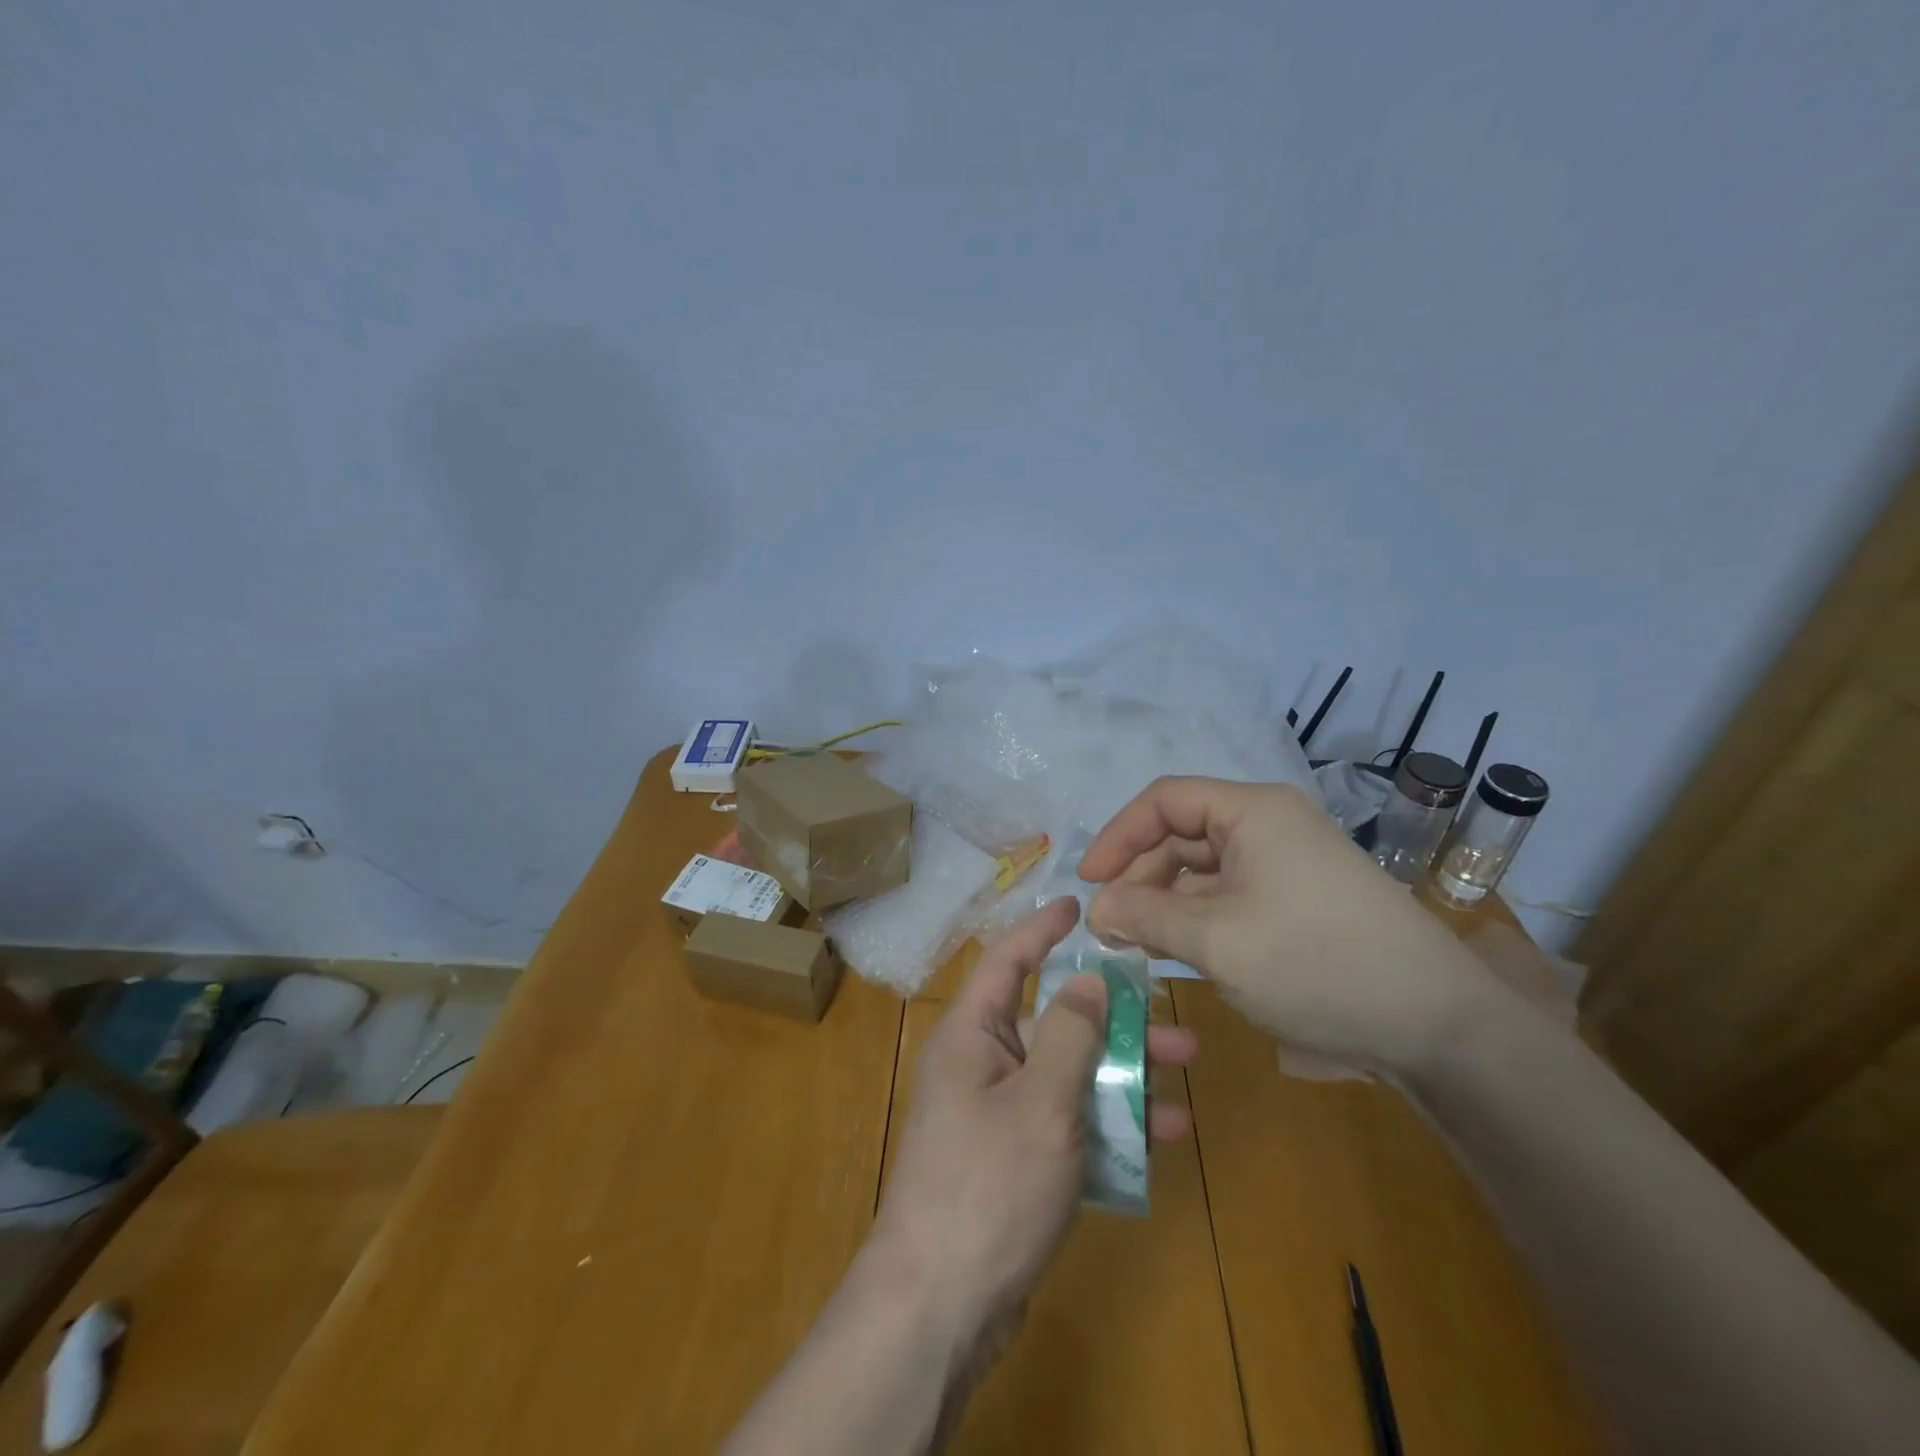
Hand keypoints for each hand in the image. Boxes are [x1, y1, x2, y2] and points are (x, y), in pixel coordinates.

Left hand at [868, 898, 1195, 1393]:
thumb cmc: (987, 1186)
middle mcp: (983, 1063)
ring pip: (1069, 1072)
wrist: (939, 1308)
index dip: (1043, 929)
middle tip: (1170, 1011)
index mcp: (972, 1034)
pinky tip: (1162, 1133)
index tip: (1080, 904)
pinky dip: (1110, 1121)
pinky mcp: (1016, 1158)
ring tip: (1185, 1067)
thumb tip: (1088, 978)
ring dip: (1122, 1069)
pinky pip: (1069, 1121)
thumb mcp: (1040, 1103)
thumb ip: (1069, 1034)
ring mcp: (999, 1113)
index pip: (1008, 960)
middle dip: (1112, 1015)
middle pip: (1053, 1020)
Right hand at [1079, 776, 1499, 1076]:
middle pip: (1181, 835)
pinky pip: (1230, 897)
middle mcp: (1269, 826)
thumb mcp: (1217, 940)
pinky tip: (1177, 953)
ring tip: (1137, 945)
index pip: (1164, 801)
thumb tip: (1096, 908)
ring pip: (1203, 871)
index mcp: (1252, 812)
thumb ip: (1145, 915)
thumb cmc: (1317, 964)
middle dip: (1140, 877)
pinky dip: (1197, 920)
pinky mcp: (1298, 902)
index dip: (1118, 836)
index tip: (1088, 883)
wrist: (1439, 1027)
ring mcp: (1287, 865)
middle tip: (1111, 927)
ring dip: (1165, 903)